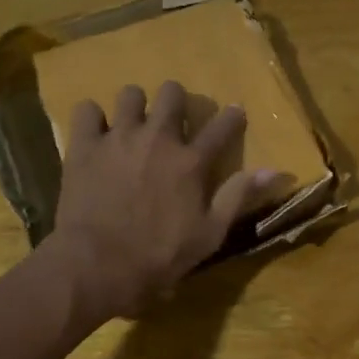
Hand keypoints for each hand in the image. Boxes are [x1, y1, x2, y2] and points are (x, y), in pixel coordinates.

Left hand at [46, 80, 285, 321]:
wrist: (98, 264)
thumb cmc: (159, 256)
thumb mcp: (210, 234)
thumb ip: (238, 196)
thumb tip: (273, 170)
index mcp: (191, 162)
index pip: (221, 127)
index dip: (232, 117)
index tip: (235, 112)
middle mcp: (158, 139)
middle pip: (172, 94)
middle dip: (176, 101)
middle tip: (172, 119)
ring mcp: (118, 138)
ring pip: (130, 94)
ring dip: (135, 106)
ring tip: (132, 124)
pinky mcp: (84, 145)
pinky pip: (87, 110)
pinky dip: (93, 119)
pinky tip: (96, 134)